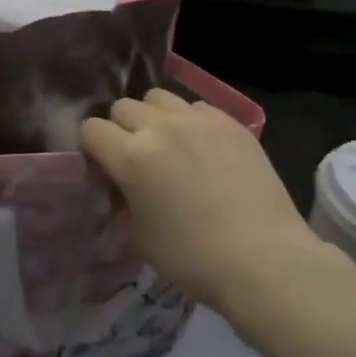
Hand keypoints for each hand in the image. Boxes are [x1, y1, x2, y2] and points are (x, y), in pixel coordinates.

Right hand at [79, 89, 318, 313]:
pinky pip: (195, 106)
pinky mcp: (229, 121)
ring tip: (169, 145)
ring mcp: (198, 119)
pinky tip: (202, 148)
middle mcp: (160, 127)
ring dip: (154, 117)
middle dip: (121, 130)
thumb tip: (118, 188)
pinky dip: (189, 121)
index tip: (103, 169)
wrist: (264, 259)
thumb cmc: (193, 258)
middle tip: (136, 158)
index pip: (91, 129)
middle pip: (123, 107)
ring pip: (158, 97)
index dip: (92, 149)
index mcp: (131, 156)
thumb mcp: (139, 239)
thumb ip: (120, 203)